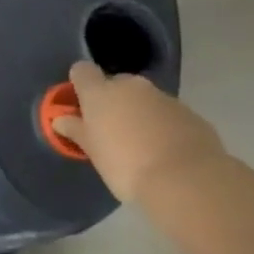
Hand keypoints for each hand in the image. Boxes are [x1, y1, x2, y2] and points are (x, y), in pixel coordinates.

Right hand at [51, 61, 226, 203]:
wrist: (188, 182)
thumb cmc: (126, 166)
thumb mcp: (93, 152)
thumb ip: (76, 130)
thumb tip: (60, 119)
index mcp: (100, 91)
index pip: (82, 71)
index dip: (81, 85)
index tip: (82, 106)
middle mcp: (132, 86)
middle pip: (116, 84)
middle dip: (114, 102)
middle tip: (113, 131)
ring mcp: (165, 98)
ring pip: (146, 100)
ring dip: (141, 114)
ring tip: (144, 147)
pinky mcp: (192, 114)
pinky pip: (171, 115)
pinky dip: (167, 127)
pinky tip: (169, 153)